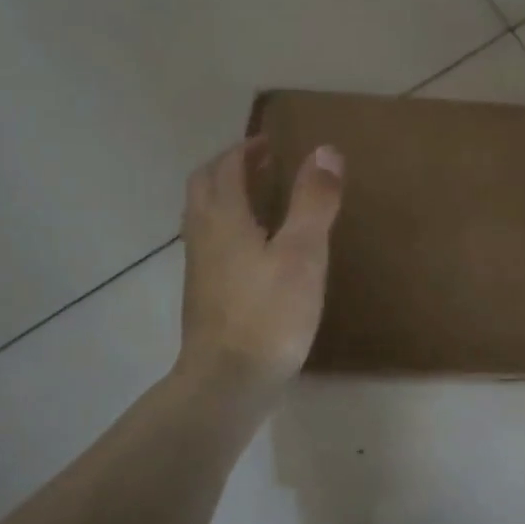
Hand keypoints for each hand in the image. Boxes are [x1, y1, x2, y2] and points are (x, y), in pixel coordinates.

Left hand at [177, 135, 343, 400]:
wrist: (228, 380)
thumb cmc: (269, 313)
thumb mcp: (302, 253)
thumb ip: (313, 201)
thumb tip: (325, 150)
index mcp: (223, 218)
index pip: (226, 167)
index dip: (247, 150)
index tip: (273, 144)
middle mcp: (202, 236)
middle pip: (204, 187)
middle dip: (229, 168)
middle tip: (263, 166)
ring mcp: (199, 268)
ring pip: (203, 217)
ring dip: (226, 198)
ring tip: (261, 201)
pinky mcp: (204, 295)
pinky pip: (211, 244)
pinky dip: (228, 228)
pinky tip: (256, 251)